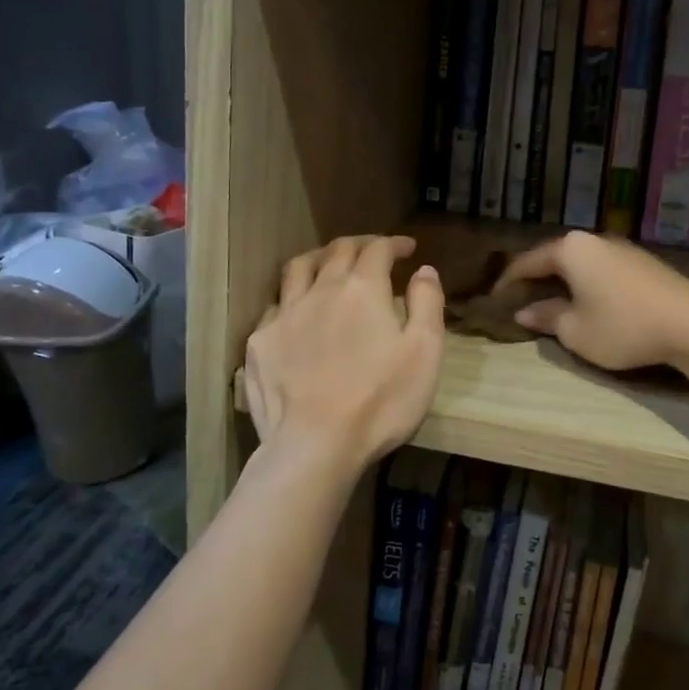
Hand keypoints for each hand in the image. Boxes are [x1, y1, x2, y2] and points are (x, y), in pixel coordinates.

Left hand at [243, 235, 444, 469]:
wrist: (315, 445)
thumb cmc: (381, 401)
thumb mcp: (424, 353)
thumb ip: (427, 305)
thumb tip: (424, 270)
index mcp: (363, 289)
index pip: (378, 250)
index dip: (393, 244)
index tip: (407, 248)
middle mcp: (321, 290)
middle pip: (337, 251)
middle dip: (359, 245)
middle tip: (372, 250)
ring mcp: (285, 315)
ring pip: (298, 268)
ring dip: (318, 258)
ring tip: (328, 264)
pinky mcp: (261, 343)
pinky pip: (275, 305)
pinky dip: (291, 298)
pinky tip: (296, 311)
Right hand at [494, 231, 688, 371]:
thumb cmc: (623, 326)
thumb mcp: (575, 331)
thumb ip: (546, 317)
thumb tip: (525, 312)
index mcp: (571, 249)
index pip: (527, 262)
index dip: (508, 282)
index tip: (494, 300)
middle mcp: (594, 240)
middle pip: (554, 258)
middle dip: (535, 279)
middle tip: (519, 301)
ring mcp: (621, 249)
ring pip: (580, 264)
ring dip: (563, 282)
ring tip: (551, 303)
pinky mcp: (643, 263)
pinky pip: (602, 270)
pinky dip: (587, 284)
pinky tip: (588, 302)